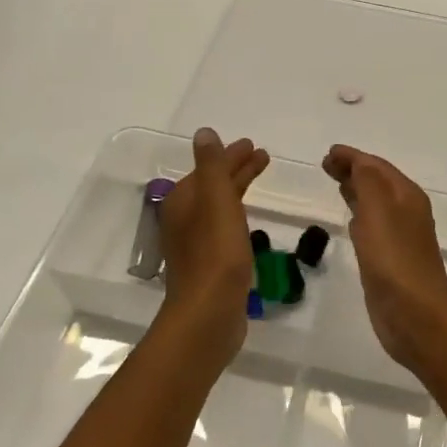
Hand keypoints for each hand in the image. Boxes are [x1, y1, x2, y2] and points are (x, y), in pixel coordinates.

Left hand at [159, 128, 268, 358]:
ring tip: (260, 179)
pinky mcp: (209, 263)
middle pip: (213, 184)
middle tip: (263, 156)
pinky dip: (237, 213)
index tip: (254, 145)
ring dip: (239, 188)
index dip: (231, 155)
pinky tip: (248, 220)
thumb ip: (212, 165)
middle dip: (236, 169)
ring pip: (220, 205)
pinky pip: (224, 226)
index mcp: (183, 200)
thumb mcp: (216, 200)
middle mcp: (184, 219)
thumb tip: (204, 133)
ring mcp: (195, 243)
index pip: (210, 168)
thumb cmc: (215, 253)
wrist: (208, 313)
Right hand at [322, 145, 446, 371]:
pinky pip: (372, 228)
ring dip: (357, 192)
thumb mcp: (378, 209)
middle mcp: (406, 212)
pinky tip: (350, 222)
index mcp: (407, 196)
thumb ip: (366, 180)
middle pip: (378, 182)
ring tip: (336, 185)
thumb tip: (355, 160)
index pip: (377, 166)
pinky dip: (359, 217)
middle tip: (326, 166)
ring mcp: (399, 237)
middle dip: (354, 171)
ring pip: (375, 204)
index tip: (327, 154)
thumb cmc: (394, 257)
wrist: (414, 313)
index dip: (353, 157)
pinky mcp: (389, 260)